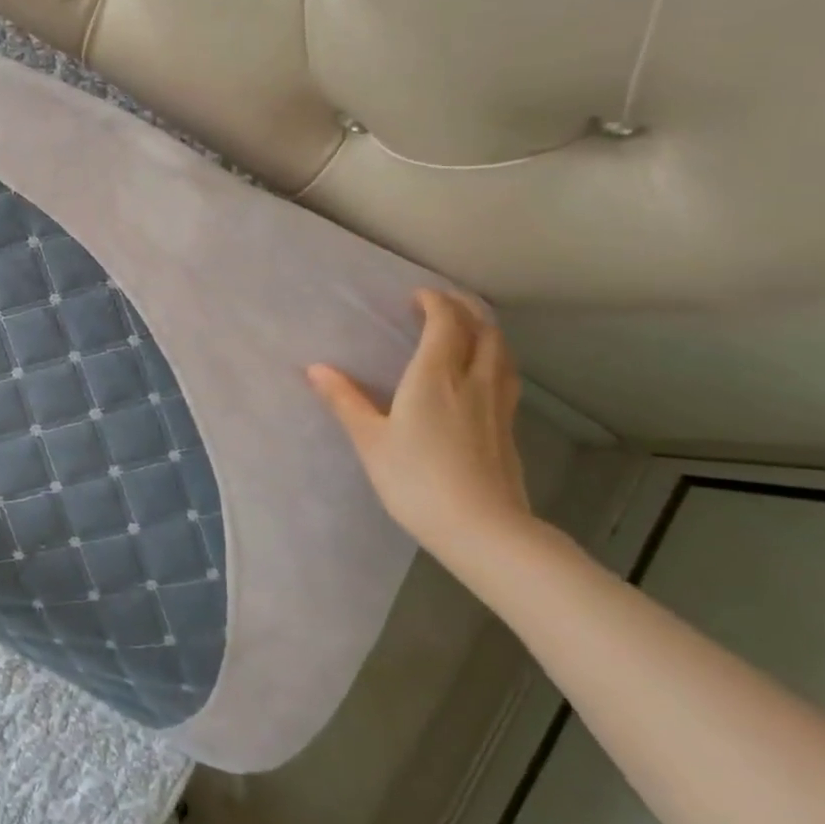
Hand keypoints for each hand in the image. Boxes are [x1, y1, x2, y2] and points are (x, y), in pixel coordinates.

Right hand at [307, 289, 530, 550]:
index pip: (445, 321)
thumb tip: (315, 367)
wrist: (481, 528)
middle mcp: (472, 380)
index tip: (416, 296)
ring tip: (468, 329)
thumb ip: (345, 400)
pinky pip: (506, 376)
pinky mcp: (509, 427)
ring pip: (501, 352)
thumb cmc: (416, 480)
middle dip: (464, 308)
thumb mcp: (370, 440)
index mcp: (435, 375)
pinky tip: (484, 375)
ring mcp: (497, 404)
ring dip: (486, 331)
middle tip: (443, 303)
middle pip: (482, 329)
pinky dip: (495, 359)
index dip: (434, 301)